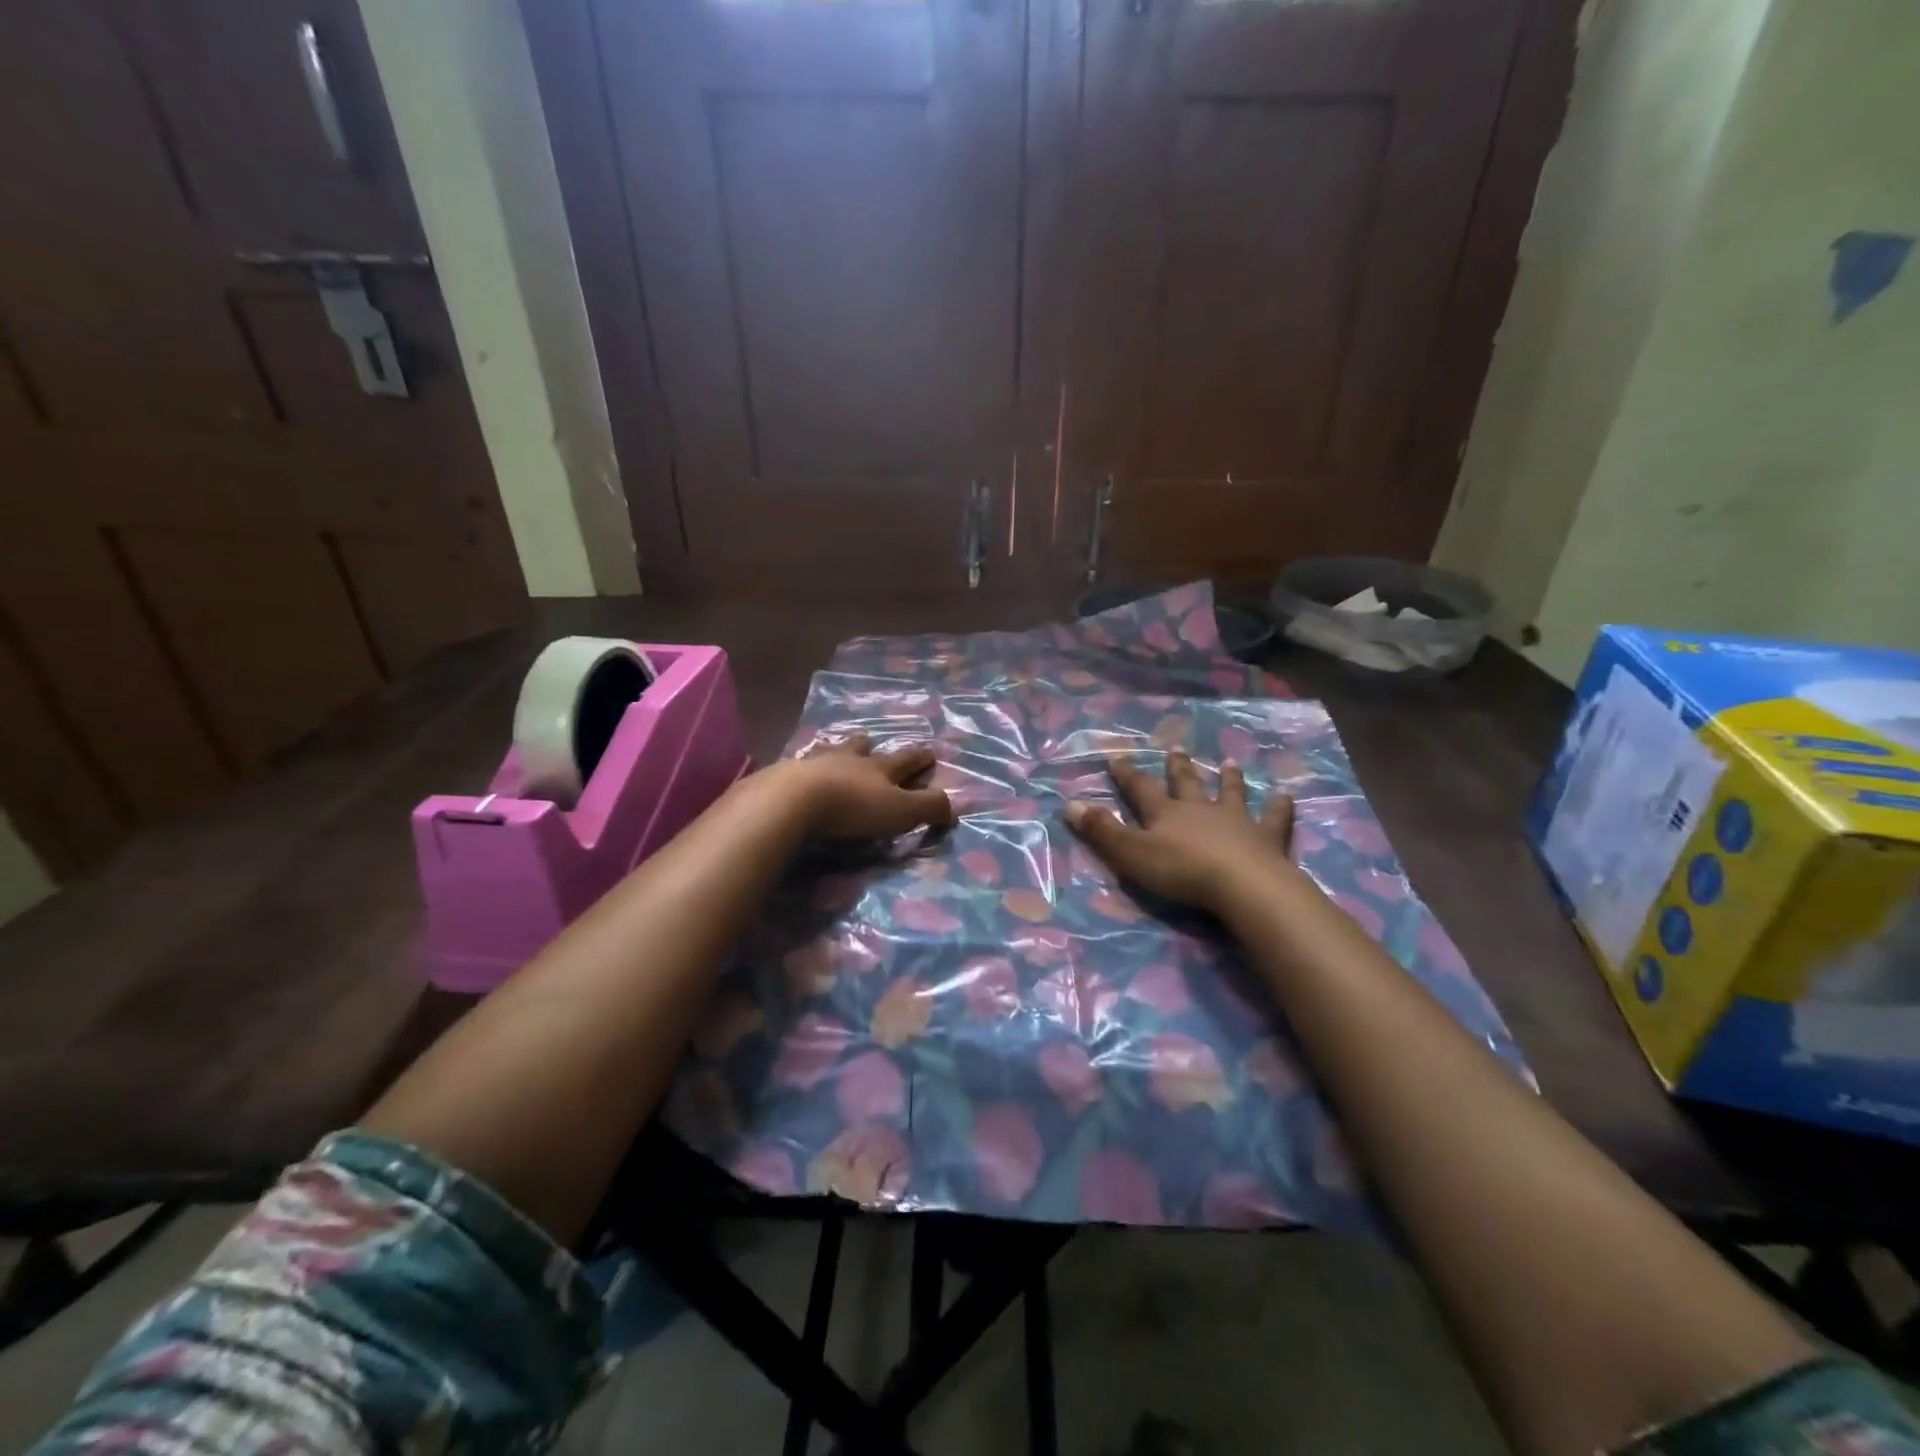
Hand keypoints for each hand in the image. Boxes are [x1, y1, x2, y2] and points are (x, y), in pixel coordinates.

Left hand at [776, 734, 955, 840]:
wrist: (792, 800)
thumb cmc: (853, 806)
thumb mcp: (900, 811)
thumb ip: (928, 807)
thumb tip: (953, 805)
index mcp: (879, 767)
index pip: (906, 759)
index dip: (920, 757)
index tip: (930, 752)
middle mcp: (847, 759)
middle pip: (862, 748)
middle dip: (870, 746)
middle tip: (871, 741)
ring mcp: (813, 763)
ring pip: (829, 752)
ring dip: (836, 752)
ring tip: (834, 751)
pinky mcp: (783, 775)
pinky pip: (797, 767)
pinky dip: (803, 769)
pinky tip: (798, 773)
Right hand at [1067, 751, 1293, 913]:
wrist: (1241, 885)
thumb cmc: (1181, 871)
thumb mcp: (1131, 853)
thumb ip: (1101, 831)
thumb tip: (1069, 804)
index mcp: (1166, 813)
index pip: (1140, 789)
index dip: (1127, 775)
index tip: (1117, 757)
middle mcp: (1200, 809)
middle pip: (1186, 783)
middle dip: (1178, 767)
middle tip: (1177, 748)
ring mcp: (1236, 820)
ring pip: (1230, 793)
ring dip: (1228, 779)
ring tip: (1229, 763)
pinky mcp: (1267, 838)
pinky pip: (1274, 818)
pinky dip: (1280, 807)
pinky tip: (1286, 797)